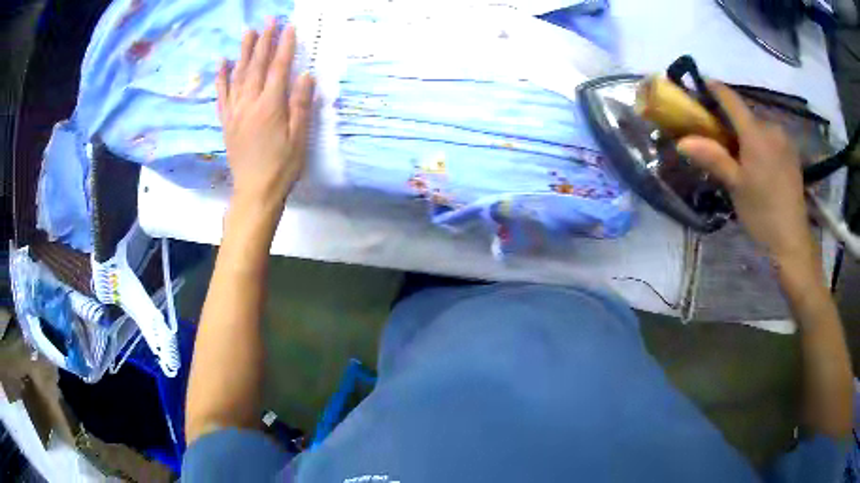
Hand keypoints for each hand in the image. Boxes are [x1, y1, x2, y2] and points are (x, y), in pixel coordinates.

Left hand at [217, 19, 314, 213]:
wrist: (255, 192)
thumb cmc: (282, 167)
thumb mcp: (299, 138)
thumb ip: (301, 105)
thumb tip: (305, 75)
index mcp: (270, 107)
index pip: (278, 68)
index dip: (285, 46)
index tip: (290, 27)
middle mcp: (249, 104)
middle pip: (256, 66)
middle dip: (264, 40)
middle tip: (269, 20)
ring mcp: (235, 112)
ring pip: (238, 75)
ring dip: (243, 51)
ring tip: (248, 31)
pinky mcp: (227, 121)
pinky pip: (222, 94)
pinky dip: (221, 77)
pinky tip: (222, 63)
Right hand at [677, 83, 818, 275]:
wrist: (793, 241)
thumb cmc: (763, 213)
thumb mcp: (735, 186)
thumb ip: (712, 158)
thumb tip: (682, 141)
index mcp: (756, 133)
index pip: (731, 99)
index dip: (715, 89)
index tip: (700, 84)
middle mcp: (772, 128)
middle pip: (746, 114)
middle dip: (730, 120)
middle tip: (718, 135)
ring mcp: (784, 140)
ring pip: (759, 127)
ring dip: (746, 133)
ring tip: (739, 154)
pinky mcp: (792, 154)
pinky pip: (771, 138)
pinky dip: (760, 142)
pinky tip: (758, 163)